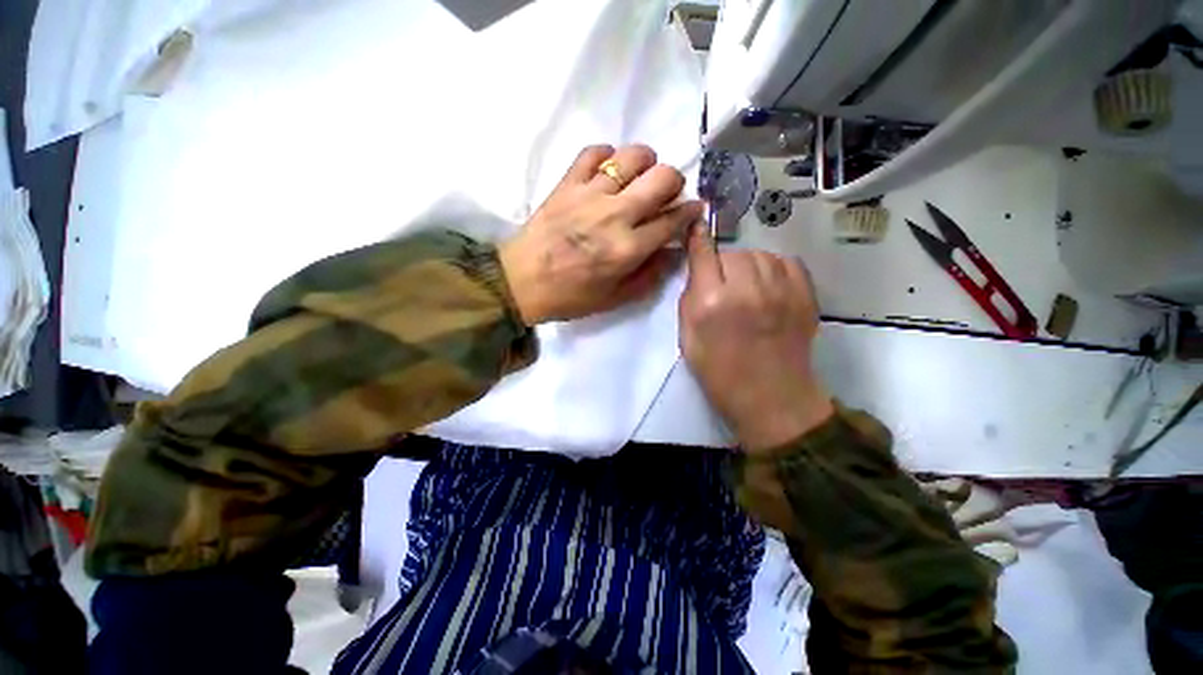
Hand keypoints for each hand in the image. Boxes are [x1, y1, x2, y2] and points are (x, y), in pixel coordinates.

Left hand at [499, 144, 703, 323]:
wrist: (521, 282)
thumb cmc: (570, 296)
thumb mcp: (615, 299)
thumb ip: (649, 276)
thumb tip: (673, 251)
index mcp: (628, 248)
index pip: (673, 220)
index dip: (690, 212)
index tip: (693, 209)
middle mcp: (615, 215)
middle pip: (662, 178)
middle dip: (674, 182)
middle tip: (666, 194)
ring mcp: (589, 194)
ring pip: (632, 156)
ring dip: (645, 163)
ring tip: (639, 178)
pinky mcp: (566, 183)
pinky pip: (593, 151)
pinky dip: (606, 155)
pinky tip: (607, 171)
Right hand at [679, 224, 834, 453]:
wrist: (770, 397)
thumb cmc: (719, 372)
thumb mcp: (688, 338)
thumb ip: (689, 299)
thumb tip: (697, 269)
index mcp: (711, 303)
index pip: (703, 254)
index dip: (698, 237)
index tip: (696, 225)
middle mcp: (746, 289)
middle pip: (732, 253)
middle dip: (723, 264)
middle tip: (723, 285)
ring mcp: (780, 290)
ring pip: (760, 254)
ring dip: (748, 266)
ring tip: (747, 287)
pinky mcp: (805, 295)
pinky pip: (786, 262)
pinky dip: (774, 268)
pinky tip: (768, 286)